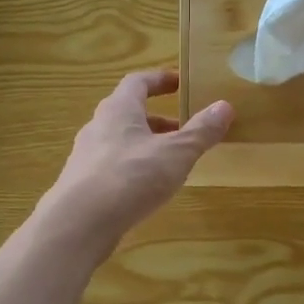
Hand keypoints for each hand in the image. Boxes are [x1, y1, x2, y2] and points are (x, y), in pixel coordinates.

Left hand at [40, 69, 231, 250]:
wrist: (79, 223)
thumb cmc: (131, 177)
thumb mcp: (176, 154)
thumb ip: (201, 131)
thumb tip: (225, 106)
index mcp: (119, 109)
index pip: (138, 82)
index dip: (159, 80)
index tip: (179, 84)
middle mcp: (98, 127)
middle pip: (128, 113)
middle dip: (157, 119)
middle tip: (182, 129)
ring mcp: (86, 157)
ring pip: (119, 142)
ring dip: (145, 145)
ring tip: (169, 162)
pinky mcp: (82, 184)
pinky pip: (111, 167)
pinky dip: (132, 169)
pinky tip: (146, 189)